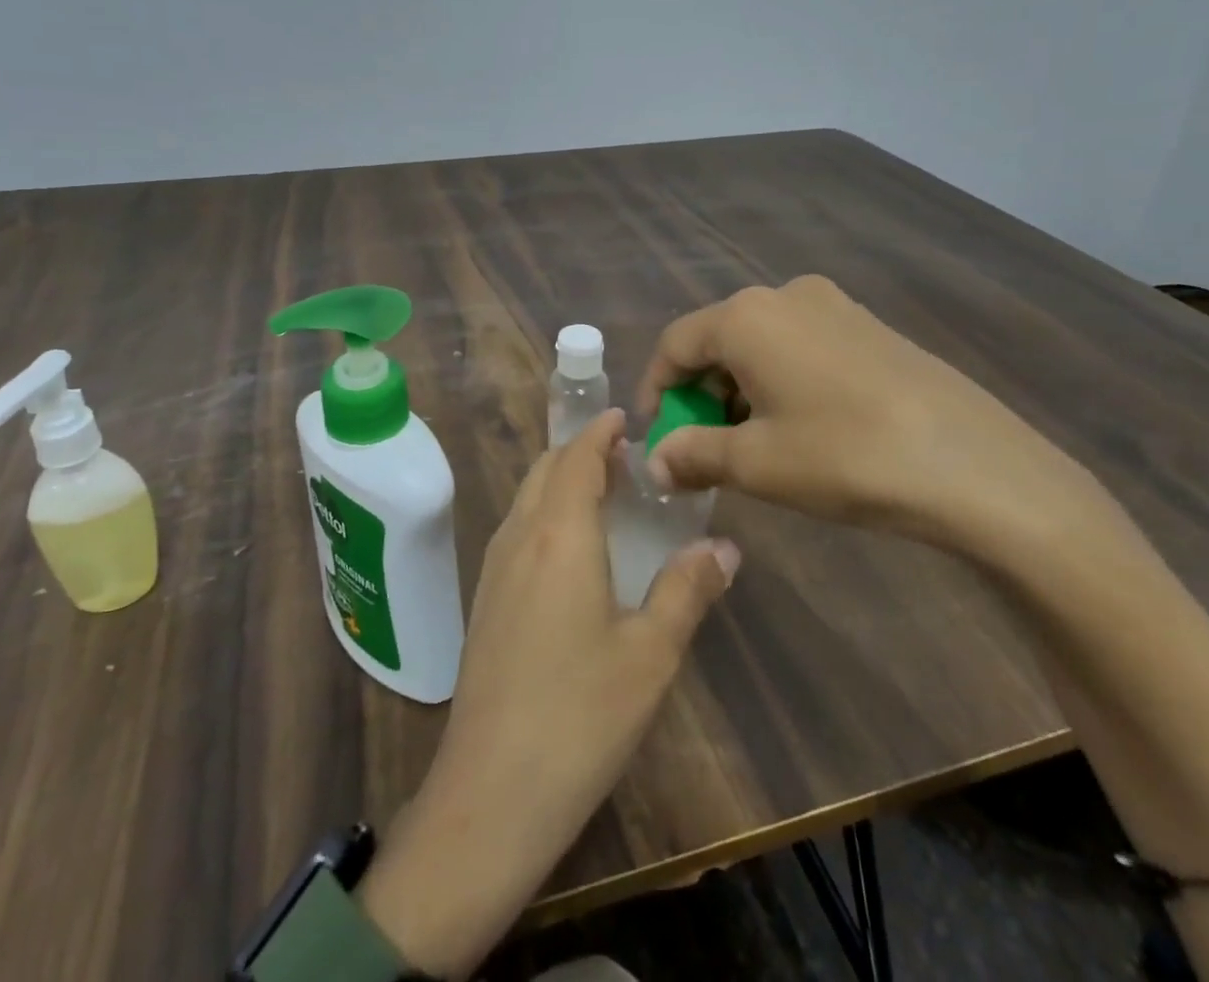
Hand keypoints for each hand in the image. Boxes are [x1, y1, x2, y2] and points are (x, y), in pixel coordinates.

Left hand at [358, 410, 739, 980]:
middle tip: (625, 456)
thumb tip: (724, 546)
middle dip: (581, 450)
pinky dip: (545, 511)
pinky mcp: (485, 600)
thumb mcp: (651, 654)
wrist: (491, 792)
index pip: (577, 458)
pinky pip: (516, 528)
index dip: (600, 431)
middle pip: (546, 469)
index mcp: (559, 535)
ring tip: (603, 493)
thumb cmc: (580, 716)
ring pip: (527, 498)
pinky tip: (570, 548)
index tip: (624, 417)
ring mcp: (494, 568)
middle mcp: (520, 537)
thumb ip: (688, 589)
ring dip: (560, 479)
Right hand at [638, 275, 1114, 557]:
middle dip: (700, 392)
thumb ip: (693, 454)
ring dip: (739, 388)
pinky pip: (800, 345)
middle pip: (717, 339)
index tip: (658, 438)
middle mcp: (784, 295)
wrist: (976, 466)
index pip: (674, 344)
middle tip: (702, 446)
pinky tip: (799, 425)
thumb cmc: (845, 456)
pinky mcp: (869, 326)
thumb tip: (654, 462)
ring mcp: (833, 305)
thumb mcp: (756, 463)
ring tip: (751, 444)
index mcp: (746, 317)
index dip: (656, 390)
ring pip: (760, 343)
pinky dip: (780, 380)